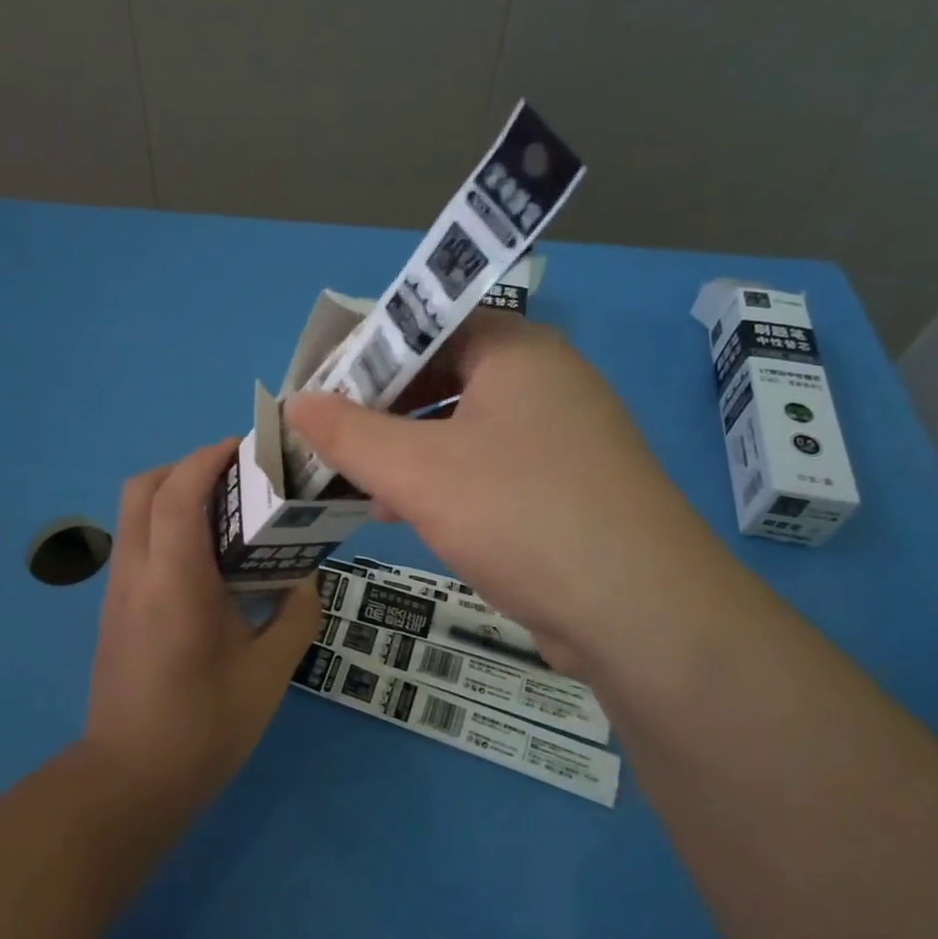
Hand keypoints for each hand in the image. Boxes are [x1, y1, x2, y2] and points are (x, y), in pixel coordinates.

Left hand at [84, 440, 321, 802]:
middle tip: (236, 476)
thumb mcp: (271, 673)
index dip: (209, 457)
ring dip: (174, 493)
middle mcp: (136, 573)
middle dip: (186, 465)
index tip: (247, 446)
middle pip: (143, 487)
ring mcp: (117, 590)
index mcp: (175, 582)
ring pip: (133, 513)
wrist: (130, 782)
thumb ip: (295, 613)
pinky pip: (136, 541)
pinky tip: (205, 558)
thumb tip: (303, 576)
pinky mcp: (113, 608)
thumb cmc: (205, 727)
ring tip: (226, 511)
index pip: (178, 492)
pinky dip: (166, 524)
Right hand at [286, 315, 740, 679]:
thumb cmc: (521, 515)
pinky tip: (405, 514)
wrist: (641, 614)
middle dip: (381, 408)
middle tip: (328, 436)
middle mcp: (544, 381)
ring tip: (354, 479)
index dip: (367, 352)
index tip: (319, 386)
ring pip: (462, 426)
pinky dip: (442, 480)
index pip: (427, 324)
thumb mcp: (418, 471)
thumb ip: (349, 434)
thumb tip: (296, 401)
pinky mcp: (564, 487)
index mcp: (515, 351)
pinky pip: (487, 466)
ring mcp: (560, 436)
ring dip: (406, 449)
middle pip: (443, 375)